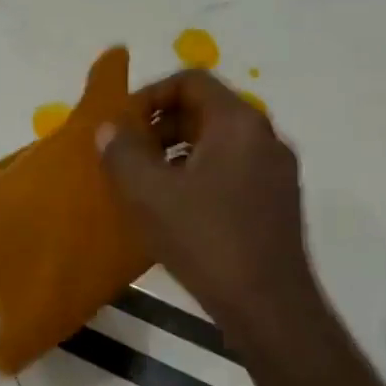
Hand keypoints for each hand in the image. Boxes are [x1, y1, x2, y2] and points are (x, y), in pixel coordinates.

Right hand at [96, 70, 320, 334]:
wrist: (267, 304)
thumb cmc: (204, 238)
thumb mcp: (148, 192)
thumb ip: (121, 151)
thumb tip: (109, 128)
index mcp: (238, 123)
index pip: (191, 81)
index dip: (149, 95)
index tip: (121, 124)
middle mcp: (264, 137)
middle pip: (204, 109)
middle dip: (159, 125)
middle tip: (126, 153)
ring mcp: (275, 170)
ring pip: (216, 141)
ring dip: (175, 151)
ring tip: (144, 182)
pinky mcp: (276, 200)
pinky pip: (230, 168)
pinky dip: (196, 173)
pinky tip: (173, 207)